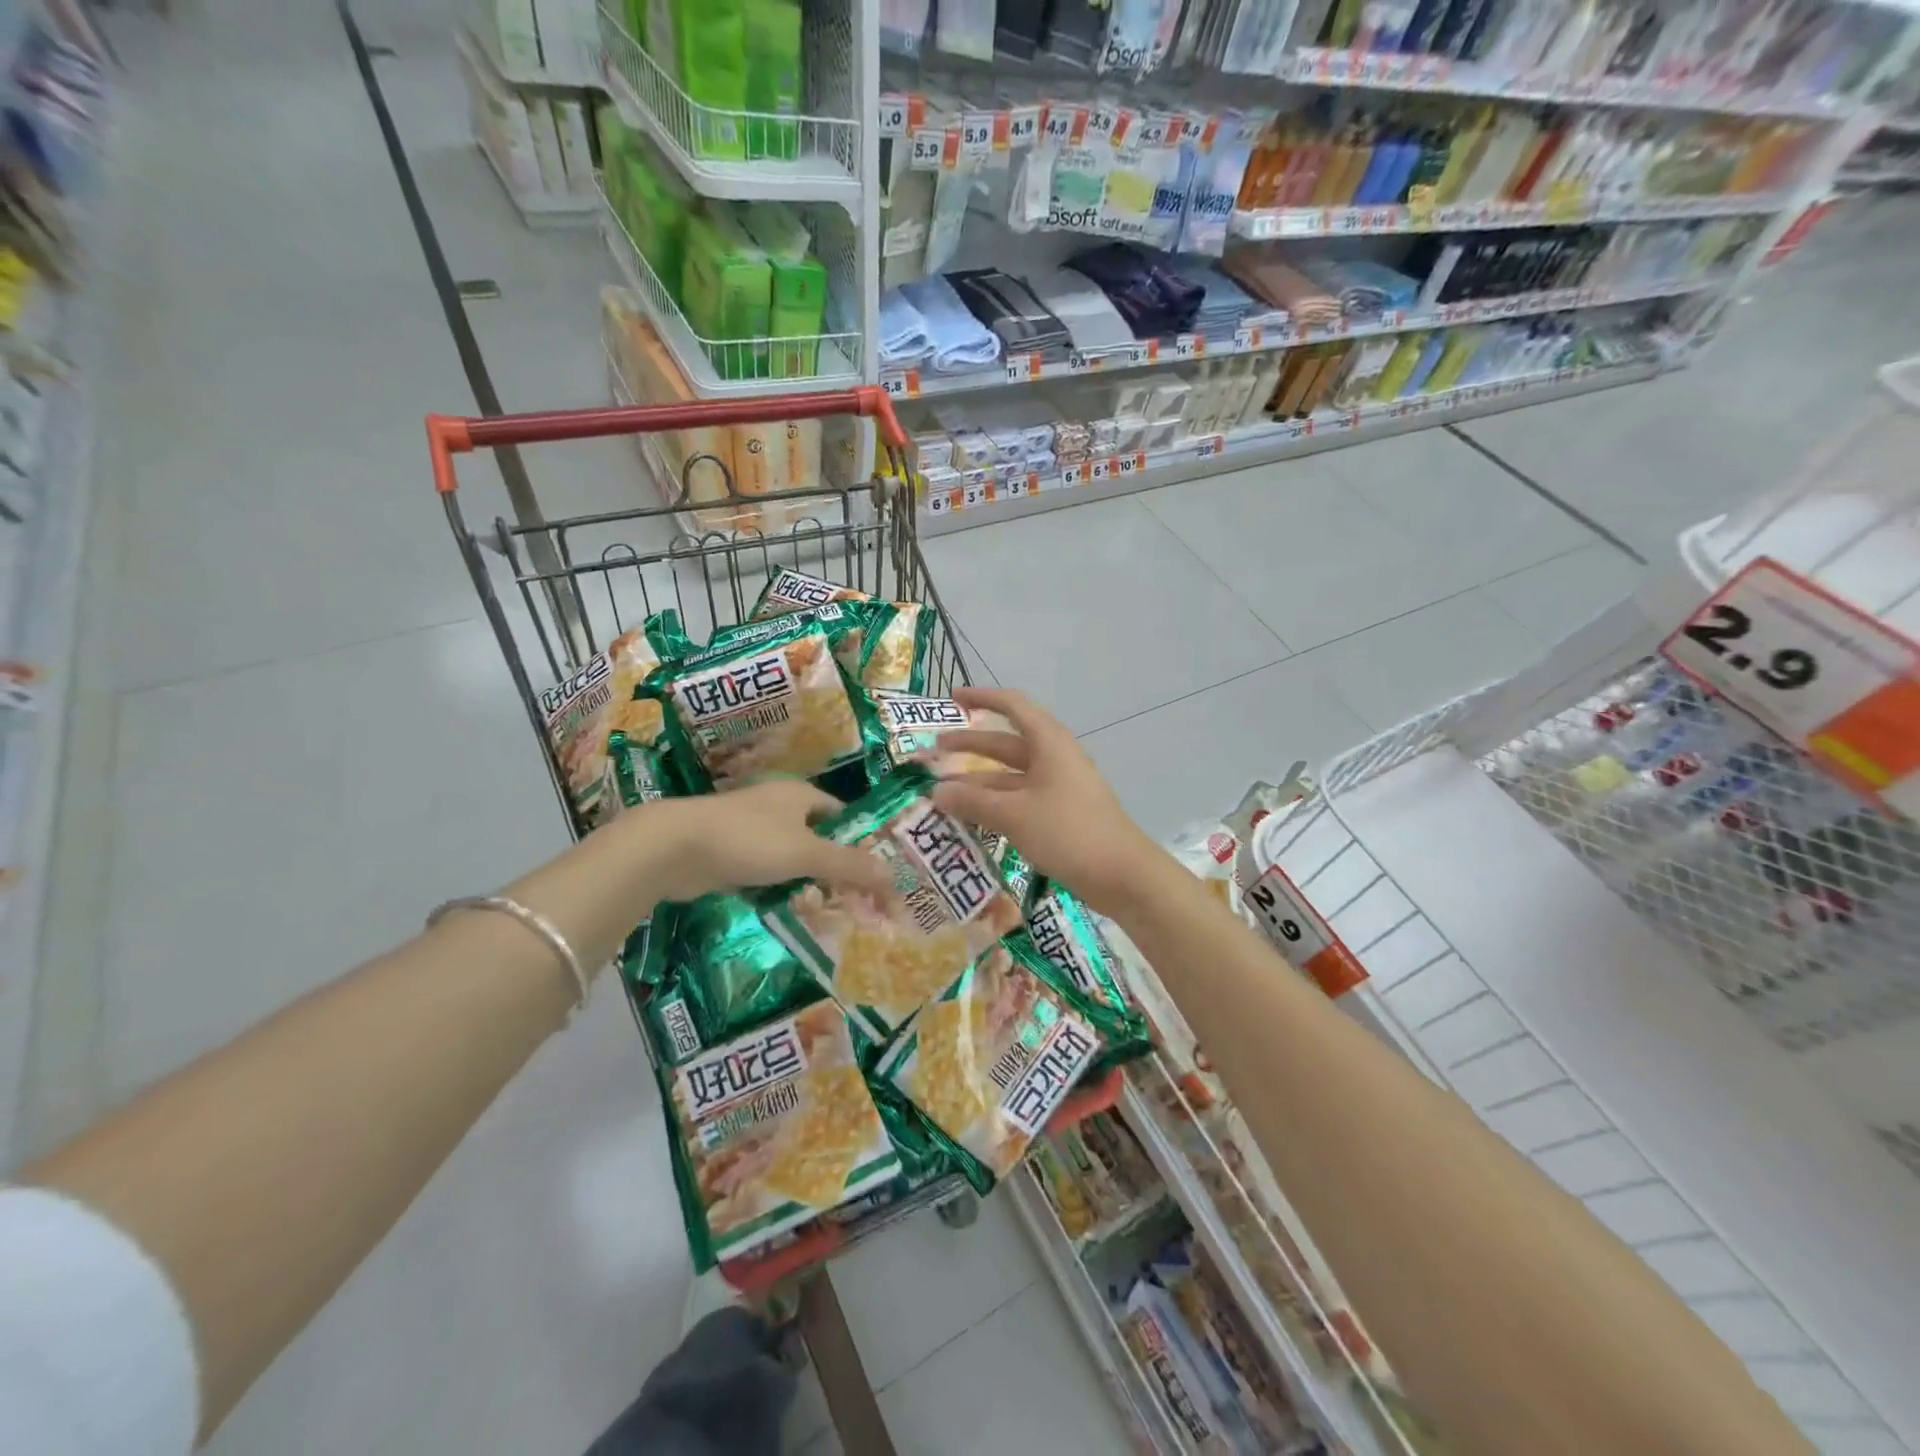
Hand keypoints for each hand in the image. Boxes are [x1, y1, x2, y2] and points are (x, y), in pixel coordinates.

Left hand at [645, 780, 897, 904]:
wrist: (675, 847)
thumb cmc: (749, 840)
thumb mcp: (806, 854)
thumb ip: (849, 865)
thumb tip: (893, 876)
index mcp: (802, 795)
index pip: (844, 815)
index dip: (862, 842)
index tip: (874, 873)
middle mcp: (780, 806)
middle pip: (820, 839)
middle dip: (834, 870)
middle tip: (851, 901)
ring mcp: (753, 829)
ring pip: (792, 858)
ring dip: (806, 883)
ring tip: (821, 911)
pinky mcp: (731, 852)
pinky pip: (766, 872)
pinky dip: (777, 889)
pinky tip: (784, 910)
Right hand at [928, 687, 1164, 917]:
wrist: (1122, 874)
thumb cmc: (1068, 832)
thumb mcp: (1014, 815)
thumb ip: (973, 802)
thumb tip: (936, 791)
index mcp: (1049, 743)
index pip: (1013, 706)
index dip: (982, 698)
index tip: (952, 697)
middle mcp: (1054, 758)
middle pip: (1006, 743)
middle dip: (970, 744)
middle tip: (935, 751)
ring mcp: (1059, 787)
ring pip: (1011, 775)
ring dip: (978, 780)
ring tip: (943, 792)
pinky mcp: (1060, 814)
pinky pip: (1019, 799)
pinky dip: (994, 803)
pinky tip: (971, 817)